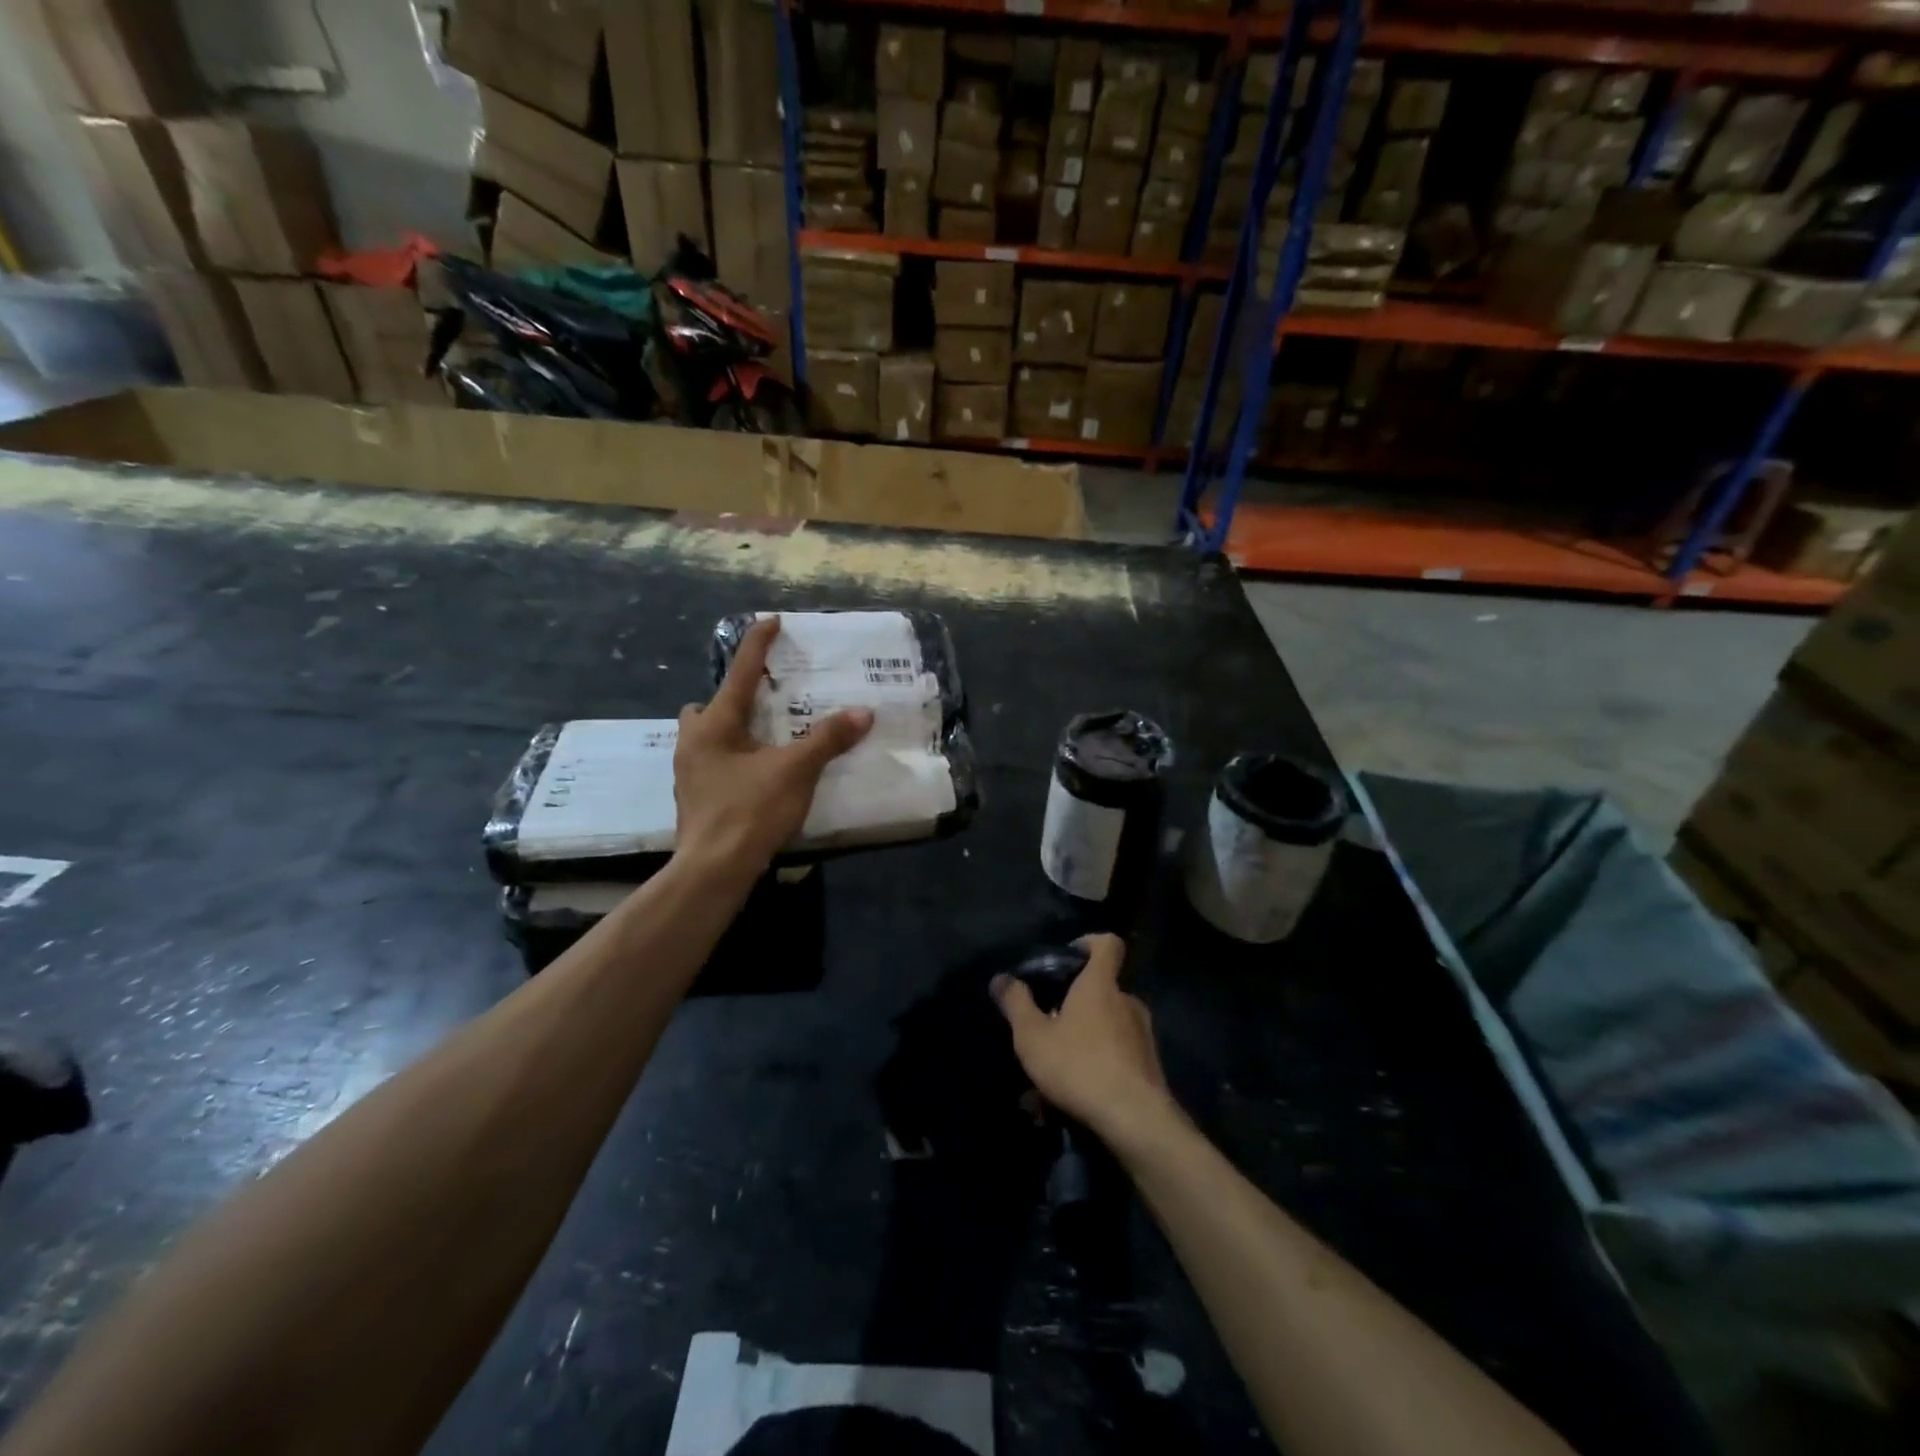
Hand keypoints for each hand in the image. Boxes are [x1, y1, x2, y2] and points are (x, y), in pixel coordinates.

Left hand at [673, 617, 871, 881]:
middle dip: (733, 698)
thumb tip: (863, 712)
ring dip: (731, 730)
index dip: (758, 644)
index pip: (740, 671)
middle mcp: (693, 741)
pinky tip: (756, 773)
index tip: (771, 621)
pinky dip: (733, 757)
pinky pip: (713, 761)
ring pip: (707, 736)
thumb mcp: (796, 770)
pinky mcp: (694, 797)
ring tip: (765, 739)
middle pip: (708, 705)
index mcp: (714, 724)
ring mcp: (689, 771)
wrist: (713, 870)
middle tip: (765, 703)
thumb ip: (828, 738)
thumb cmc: (750, 811)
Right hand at [990, 934, 1178, 1149]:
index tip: (1067, 957)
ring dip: (1084, 1039)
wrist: (1135, 1120)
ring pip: (1108, 1026)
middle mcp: (1127, 1002)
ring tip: (1056, 1069)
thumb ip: (1016, 1004)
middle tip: (1048, 1026)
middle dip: (1076, 1004)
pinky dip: (1097, 1065)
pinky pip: (1118, 1055)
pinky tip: (1075, 1095)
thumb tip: (1000, 978)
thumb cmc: (1079, 1065)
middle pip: (1102, 988)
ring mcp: (1142, 1034)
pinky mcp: (1149, 1066)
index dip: (1089, 943)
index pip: (1107, 943)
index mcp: (1101, 985)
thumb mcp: (1033, 1036)